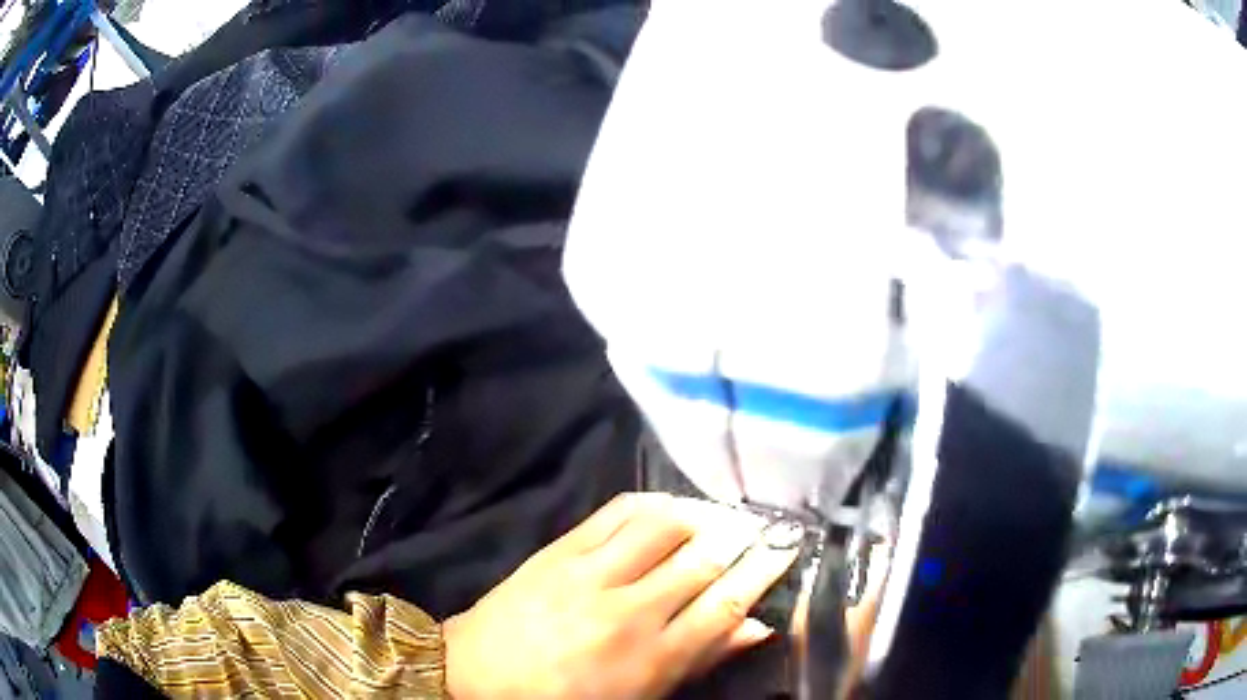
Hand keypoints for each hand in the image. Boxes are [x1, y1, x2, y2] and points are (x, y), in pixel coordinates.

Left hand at [442, 493, 799, 699]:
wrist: (477, 673)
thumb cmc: (564, 697)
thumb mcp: (639, 696)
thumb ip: (700, 661)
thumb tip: (756, 627)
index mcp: (651, 657)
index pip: (726, 604)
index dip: (764, 571)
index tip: (787, 547)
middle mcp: (629, 611)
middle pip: (704, 560)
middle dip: (744, 537)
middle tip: (765, 523)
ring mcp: (591, 575)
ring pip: (666, 527)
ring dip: (703, 514)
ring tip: (722, 514)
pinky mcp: (560, 550)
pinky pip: (617, 513)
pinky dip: (653, 503)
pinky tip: (672, 504)